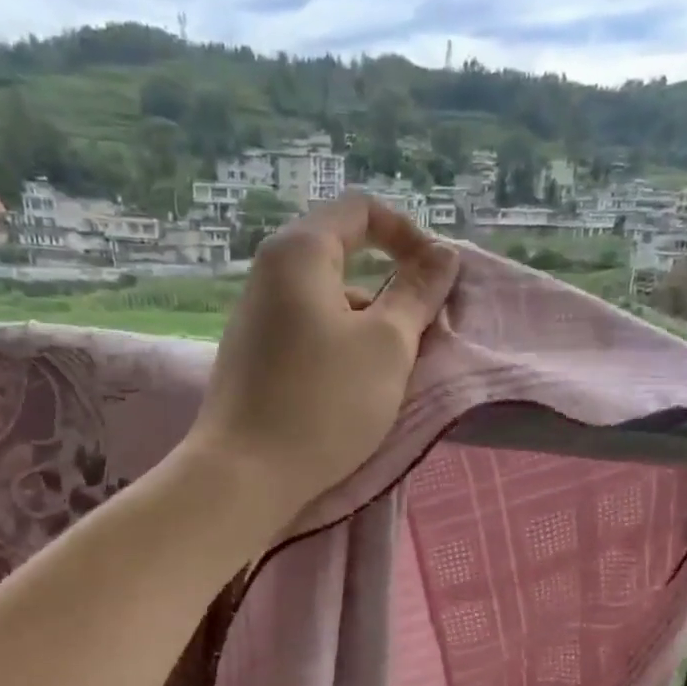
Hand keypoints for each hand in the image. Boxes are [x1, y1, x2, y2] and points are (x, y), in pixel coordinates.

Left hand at [186, 194, 459, 520]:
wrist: (244, 475)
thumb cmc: (324, 402)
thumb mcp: (388, 345)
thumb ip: (418, 293)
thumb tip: (442, 255)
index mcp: (299, 252)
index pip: (361, 210)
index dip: (408, 234)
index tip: (434, 280)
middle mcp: (269, 275)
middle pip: (343, 259)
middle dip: (390, 291)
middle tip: (418, 339)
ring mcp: (254, 319)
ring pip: (327, 305)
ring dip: (368, 329)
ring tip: (388, 379)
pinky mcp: (251, 359)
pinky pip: (307, 336)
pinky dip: (339, 351)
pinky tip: (350, 395)